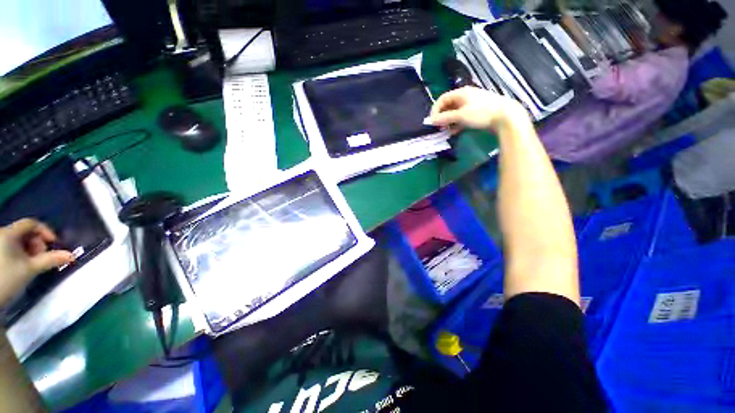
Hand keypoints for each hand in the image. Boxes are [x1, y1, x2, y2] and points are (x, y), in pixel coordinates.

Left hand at [0, 219, 73, 306]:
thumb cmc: (8, 278)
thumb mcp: (31, 269)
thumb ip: (51, 260)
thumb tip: (71, 255)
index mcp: (9, 233)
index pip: (32, 223)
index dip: (46, 231)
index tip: (54, 244)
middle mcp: (1, 233)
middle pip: (24, 232)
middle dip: (36, 244)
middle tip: (41, 258)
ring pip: (17, 240)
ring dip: (28, 250)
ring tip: (31, 264)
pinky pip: (10, 246)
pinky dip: (19, 254)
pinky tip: (20, 266)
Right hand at [429, 87, 528, 134]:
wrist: (506, 116)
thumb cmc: (481, 113)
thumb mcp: (461, 116)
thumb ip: (445, 118)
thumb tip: (431, 121)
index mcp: (461, 93)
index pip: (442, 99)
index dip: (435, 110)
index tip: (432, 122)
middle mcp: (465, 96)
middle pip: (448, 106)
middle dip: (441, 117)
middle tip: (439, 128)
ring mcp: (471, 104)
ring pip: (454, 113)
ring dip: (448, 122)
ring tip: (446, 131)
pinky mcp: (476, 112)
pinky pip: (462, 117)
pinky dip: (456, 124)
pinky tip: (455, 132)